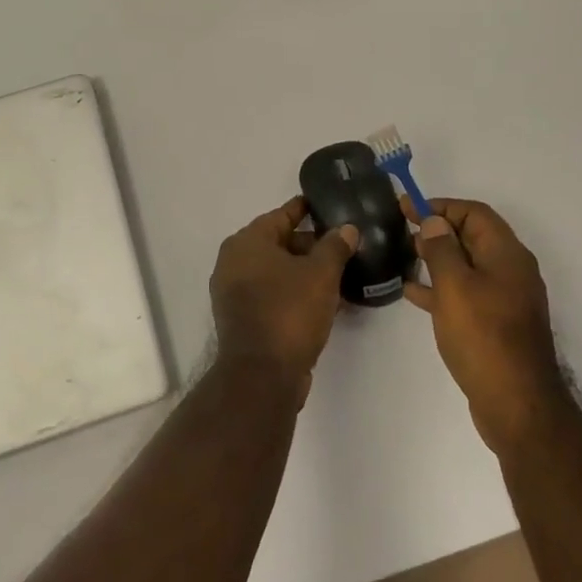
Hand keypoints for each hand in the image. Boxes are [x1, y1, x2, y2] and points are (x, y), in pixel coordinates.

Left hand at [210, 197, 357, 403]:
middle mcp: (234, 262)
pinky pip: (275, 295)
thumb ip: (335, 246)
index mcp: (247, 242)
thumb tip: (347, 228)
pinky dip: (297, 293)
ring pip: (278, 272)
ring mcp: (235, 293)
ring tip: (342, 273)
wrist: (262, 376)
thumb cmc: (289, 311)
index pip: (282, 215)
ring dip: (307, 272)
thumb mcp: (321, 273)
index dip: (306, 209)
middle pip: (279, 243)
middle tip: (344, 244)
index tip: (327, 205)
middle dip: (312, 245)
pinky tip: (327, 301)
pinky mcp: (244, 319)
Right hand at [402, 198, 567, 452]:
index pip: (474, 213)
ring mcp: (505, 299)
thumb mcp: (455, 287)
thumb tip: (435, 222)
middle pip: (472, 237)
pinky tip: (413, 294)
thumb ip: (442, 249)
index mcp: (506, 254)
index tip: (407, 208)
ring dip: (437, 258)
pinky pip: (466, 293)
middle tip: (402, 230)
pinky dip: (442, 288)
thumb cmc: (484, 337)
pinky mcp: (496, 325)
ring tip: (404, 256)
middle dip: (438, 230)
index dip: (441, 206)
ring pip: (467, 266)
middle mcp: (511, 271)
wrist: (517, 406)